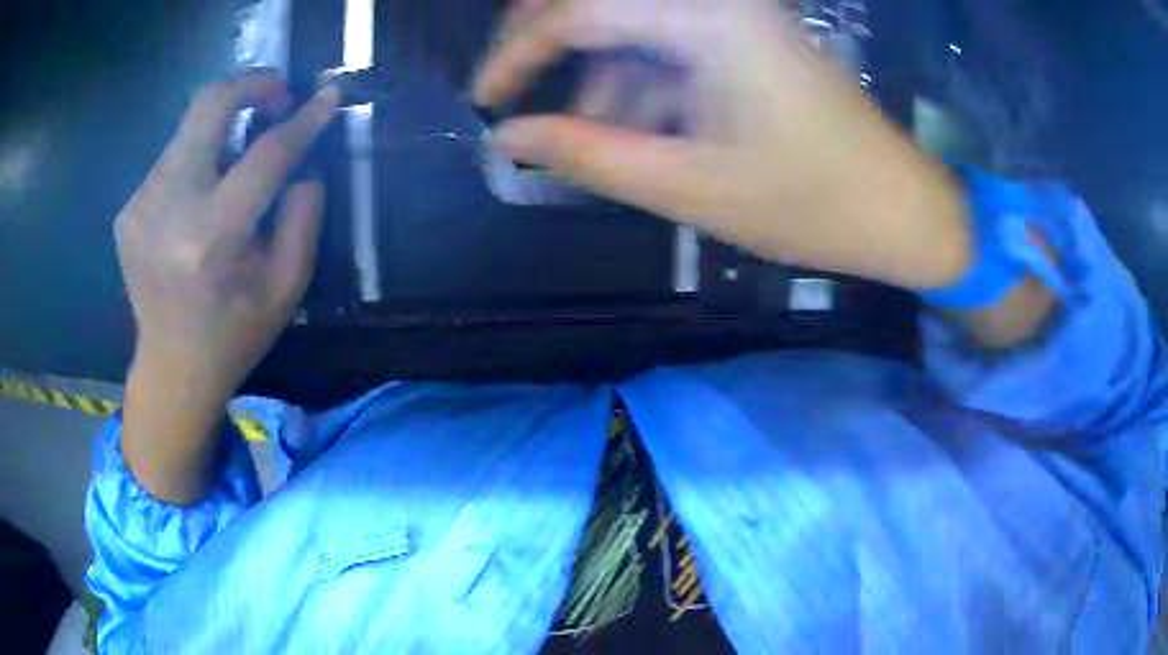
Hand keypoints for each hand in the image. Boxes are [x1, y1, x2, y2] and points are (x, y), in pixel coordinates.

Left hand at [116, 72, 339, 405]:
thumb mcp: (286, 287)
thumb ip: (303, 216)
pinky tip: (201, 199)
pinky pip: (172, 159)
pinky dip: (197, 161)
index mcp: (211, 238)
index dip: (302, 120)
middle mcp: (168, 209)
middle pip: (208, 106)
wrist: (171, 368)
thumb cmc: (234, 333)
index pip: (265, 155)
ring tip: (236, 163)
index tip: (328, 95)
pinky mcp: (128, 209)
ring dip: (223, 131)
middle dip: (251, 85)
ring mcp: (140, 206)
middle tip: (276, 98)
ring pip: (190, 129)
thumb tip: (304, 161)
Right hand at [474, 0, 971, 289]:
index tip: (484, 99)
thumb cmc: (811, 205)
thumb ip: (589, 155)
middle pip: (599, 3)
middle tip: (518, 100)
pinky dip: (644, 82)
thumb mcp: (690, 187)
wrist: (903, 210)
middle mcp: (719, 2)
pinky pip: (671, 43)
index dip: (516, 51)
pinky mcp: (748, 36)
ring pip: (634, 26)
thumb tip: (508, 137)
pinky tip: (648, 129)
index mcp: (707, 19)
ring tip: (598, 141)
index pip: (576, 10)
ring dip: (603, 77)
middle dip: (548, 47)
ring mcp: (737, 16)